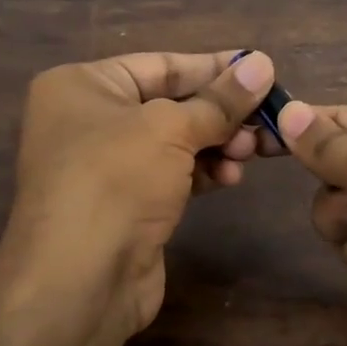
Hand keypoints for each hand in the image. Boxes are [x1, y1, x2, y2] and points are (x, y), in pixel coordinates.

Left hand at [8, 49, 274, 334]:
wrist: (79, 281)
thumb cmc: (115, 181)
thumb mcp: (171, 129)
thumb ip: (220, 100)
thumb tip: (263, 64)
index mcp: (83, 86)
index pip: (160, 65)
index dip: (214, 67)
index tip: (262, 69)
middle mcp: (89, 121)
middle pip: (171, 104)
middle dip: (221, 113)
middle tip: (267, 120)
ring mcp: (106, 167)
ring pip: (176, 142)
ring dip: (218, 144)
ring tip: (252, 152)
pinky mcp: (127, 205)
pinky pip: (173, 175)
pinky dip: (204, 172)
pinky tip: (231, 177)